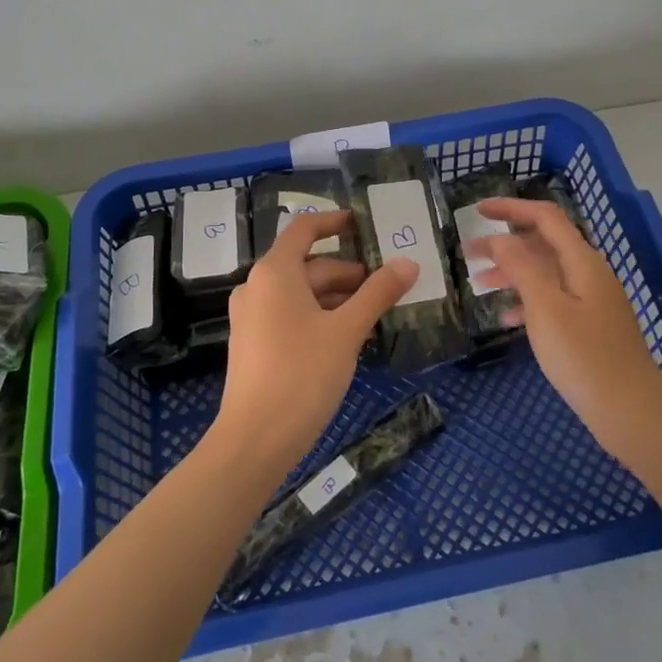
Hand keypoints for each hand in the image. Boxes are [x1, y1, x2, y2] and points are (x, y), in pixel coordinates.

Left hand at [214, 210, 418, 479]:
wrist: (255, 439)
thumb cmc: (302, 374)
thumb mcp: (347, 331)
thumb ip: (378, 293)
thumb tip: (408, 263)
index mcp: (275, 272)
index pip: (304, 229)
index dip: (334, 222)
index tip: (364, 224)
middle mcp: (258, 287)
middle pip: (308, 265)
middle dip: (348, 273)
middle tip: (387, 285)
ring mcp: (252, 317)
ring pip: (301, 294)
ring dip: (337, 298)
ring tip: (375, 314)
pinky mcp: (254, 344)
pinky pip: (291, 315)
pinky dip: (320, 316)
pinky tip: (348, 338)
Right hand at [468, 198, 661, 463]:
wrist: (631, 411)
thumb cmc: (584, 356)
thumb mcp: (546, 308)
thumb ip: (522, 267)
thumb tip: (500, 238)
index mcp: (582, 261)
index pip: (545, 218)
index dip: (511, 209)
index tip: (477, 210)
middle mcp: (589, 273)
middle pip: (544, 244)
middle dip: (506, 244)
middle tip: (469, 254)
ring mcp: (592, 301)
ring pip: (546, 273)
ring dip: (513, 273)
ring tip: (480, 284)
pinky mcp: (590, 326)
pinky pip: (553, 300)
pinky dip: (528, 301)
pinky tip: (506, 318)